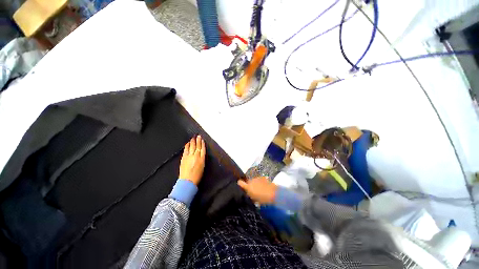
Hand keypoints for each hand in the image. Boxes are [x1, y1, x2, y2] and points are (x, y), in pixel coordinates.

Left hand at [179, 135, 205, 185]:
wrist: (187, 181)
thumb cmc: (196, 176)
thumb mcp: (202, 167)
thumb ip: (201, 159)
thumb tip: (200, 154)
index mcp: (202, 159)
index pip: (202, 149)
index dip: (202, 144)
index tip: (202, 140)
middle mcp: (196, 156)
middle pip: (197, 146)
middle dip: (198, 140)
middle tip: (198, 136)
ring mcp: (189, 157)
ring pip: (191, 147)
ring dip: (192, 142)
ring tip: (193, 138)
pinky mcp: (184, 158)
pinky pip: (186, 150)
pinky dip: (187, 146)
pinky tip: (187, 143)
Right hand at [237, 177, 276, 203]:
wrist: (274, 193)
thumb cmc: (263, 199)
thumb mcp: (255, 200)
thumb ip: (250, 196)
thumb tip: (248, 194)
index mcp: (248, 187)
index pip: (240, 183)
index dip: (240, 184)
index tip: (241, 187)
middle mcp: (251, 181)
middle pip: (247, 181)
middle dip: (249, 185)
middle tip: (252, 191)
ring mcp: (257, 178)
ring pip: (253, 180)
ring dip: (255, 183)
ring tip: (259, 188)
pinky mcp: (262, 177)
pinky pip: (259, 179)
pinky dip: (260, 182)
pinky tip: (263, 186)